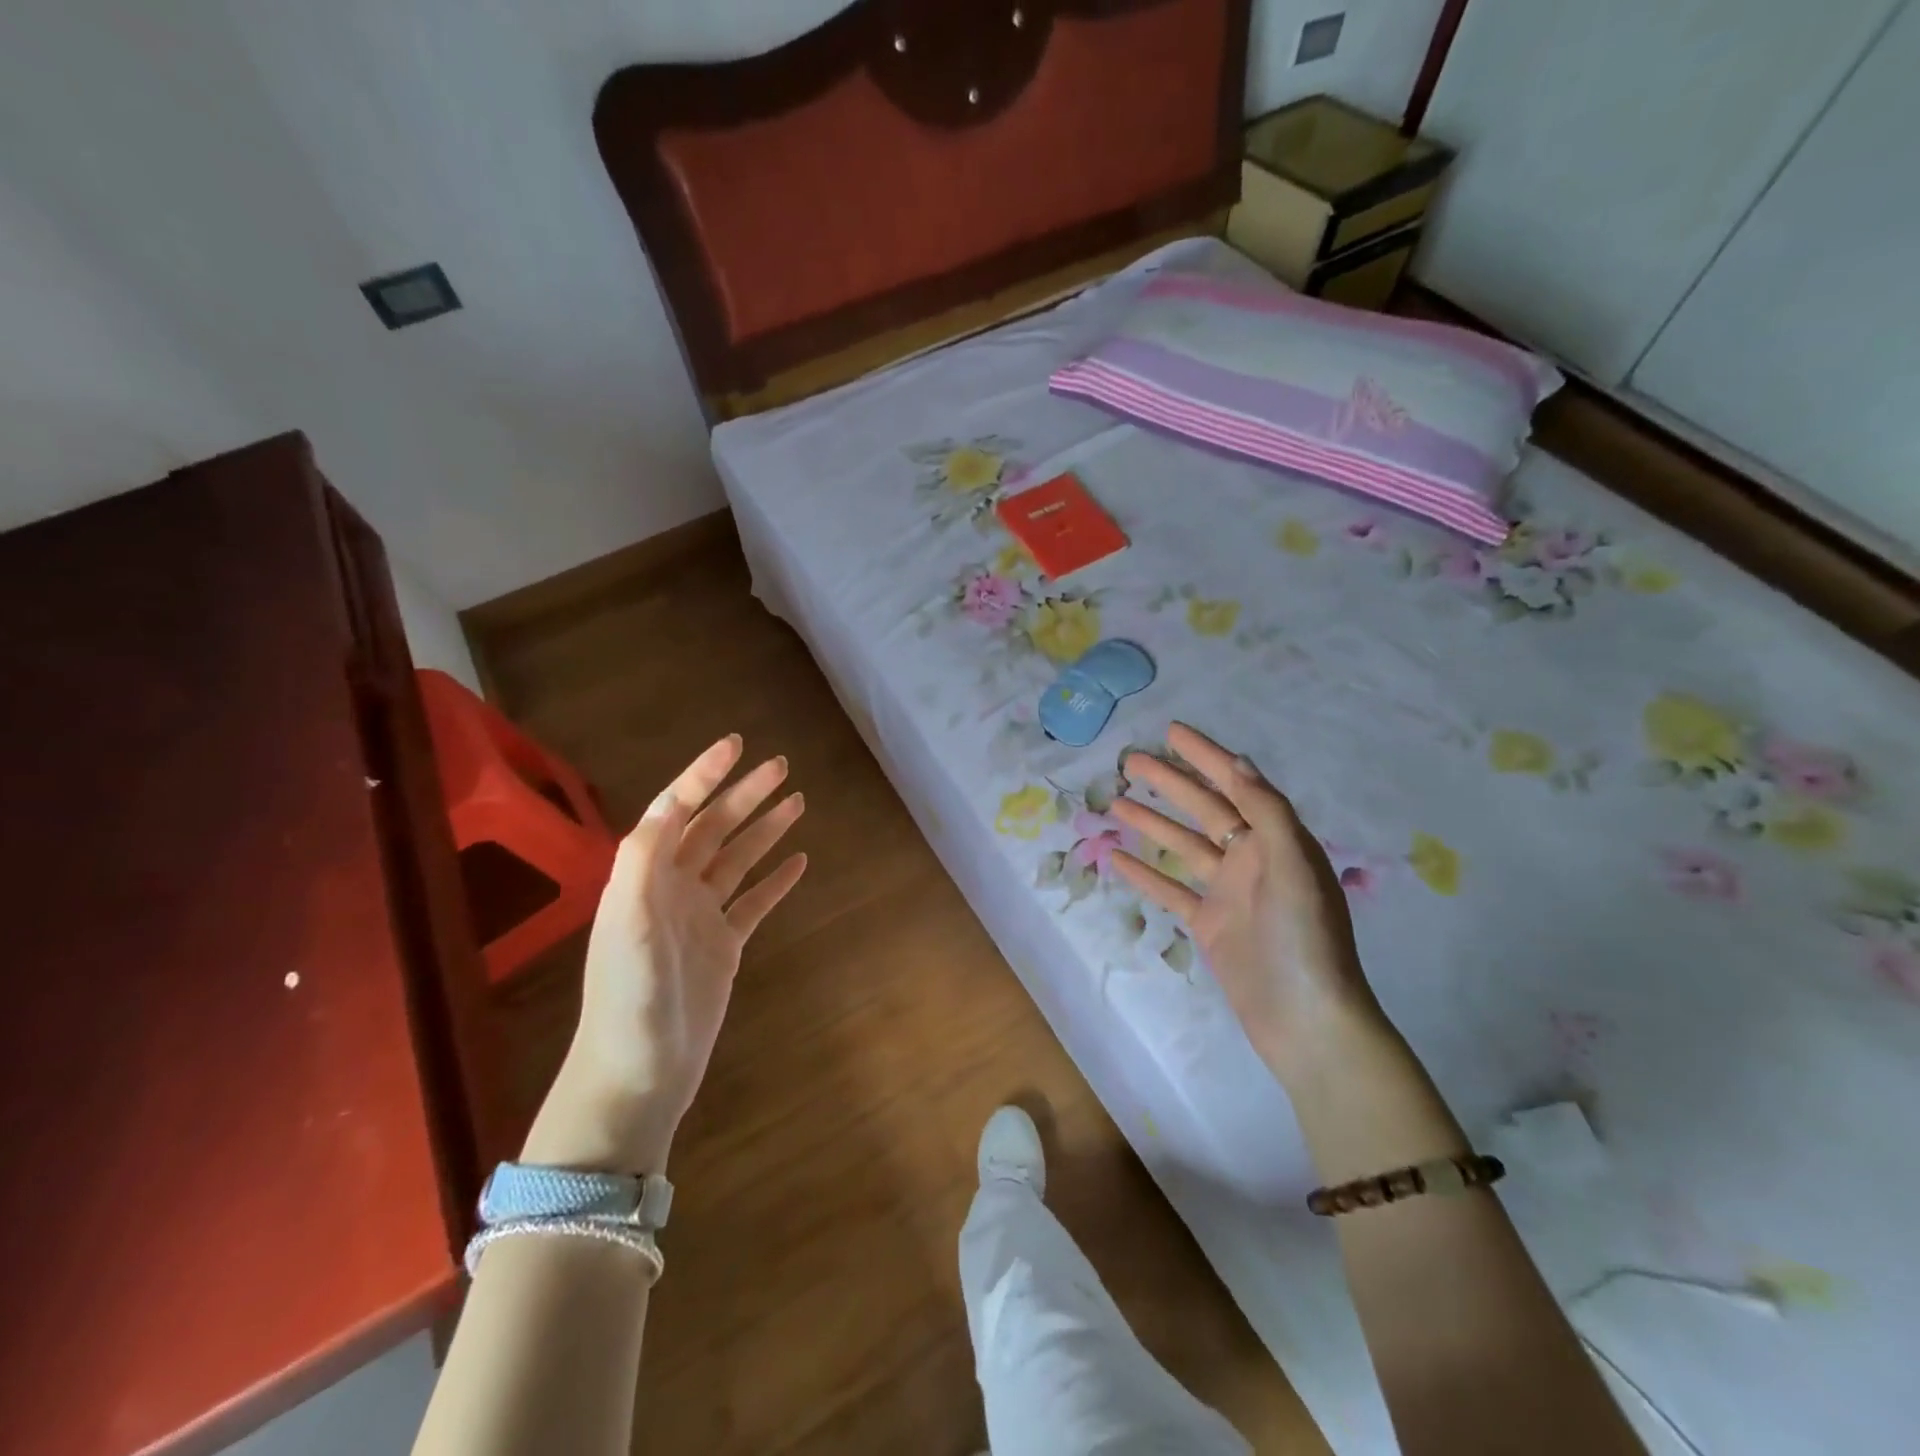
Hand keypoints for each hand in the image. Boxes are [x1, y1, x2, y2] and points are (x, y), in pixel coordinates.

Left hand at [523, 735, 806, 1173]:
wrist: (636, 1077)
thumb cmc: (628, 1001)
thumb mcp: (625, 927)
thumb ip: (642, 862)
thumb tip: (669, 804)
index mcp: (644, 877)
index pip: (677, 811)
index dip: (703, 775)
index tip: (735, 744)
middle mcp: (672, 889)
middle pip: (714, 828)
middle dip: (745, 794)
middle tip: (782, 766)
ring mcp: (699, 918)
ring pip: (738, 860)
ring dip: (765, 829)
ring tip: (798, 801)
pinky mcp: (723, 947)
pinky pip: (754, 902)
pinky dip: (775, 880)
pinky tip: (799, 862)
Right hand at [1110, 723, 1389, 1088]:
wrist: (1306, 1020)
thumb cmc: (1305, 938)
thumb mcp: (1293, 865)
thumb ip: (1267, 811)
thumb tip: (1238, 761)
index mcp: (1277, 839)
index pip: (1236, 784)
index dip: (1205, 755)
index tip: (1172, 731)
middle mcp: (1252, 859)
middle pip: (1204, 809)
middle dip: (1169, 783)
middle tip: (1130, 761)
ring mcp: (1228, 893)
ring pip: (1183, 845)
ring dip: (1152, 823)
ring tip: (1115, 802)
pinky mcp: (1209, 925)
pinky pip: (1171, 890)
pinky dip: (1146, 873)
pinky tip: (1116, 858)